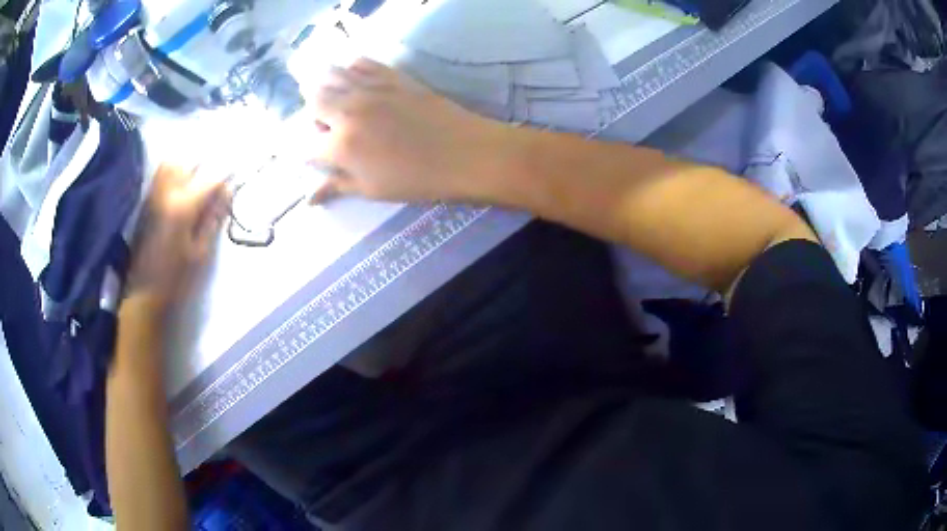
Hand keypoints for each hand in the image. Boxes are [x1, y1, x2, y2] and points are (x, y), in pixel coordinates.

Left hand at [126, 164, 229, 316]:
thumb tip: (228, 192)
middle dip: (205, 169)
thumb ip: (214, 218)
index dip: (225, 179)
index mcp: (183, 207)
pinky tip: (179, 191)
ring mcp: (153, 196)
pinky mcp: (145, 203)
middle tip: (213, 184)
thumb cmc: (177, 279)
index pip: (210, 180)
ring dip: (186, 168)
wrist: (144, 294)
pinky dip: (172, 175)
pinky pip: (159, 176)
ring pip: (171, 164)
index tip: (234, 183)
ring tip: (195, 183)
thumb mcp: (201, 252)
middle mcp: (166, 193)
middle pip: (189, 164)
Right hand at [309, 58, 514, 202]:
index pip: (307, 145)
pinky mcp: (391, 75)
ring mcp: (369, 89)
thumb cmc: (418, 180)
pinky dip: (350, 68)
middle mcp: (348, 111)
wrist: (465, 153)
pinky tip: (356, 79)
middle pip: (313, 100)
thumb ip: (337, 186)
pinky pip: (361, 62)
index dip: (308, 153)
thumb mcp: (372, 190)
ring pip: (330, 75)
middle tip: (327, 125)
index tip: (318, 157)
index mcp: (341, 146)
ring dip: (325, 86)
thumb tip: (308, 198)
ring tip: (336, 100)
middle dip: (313, 114)